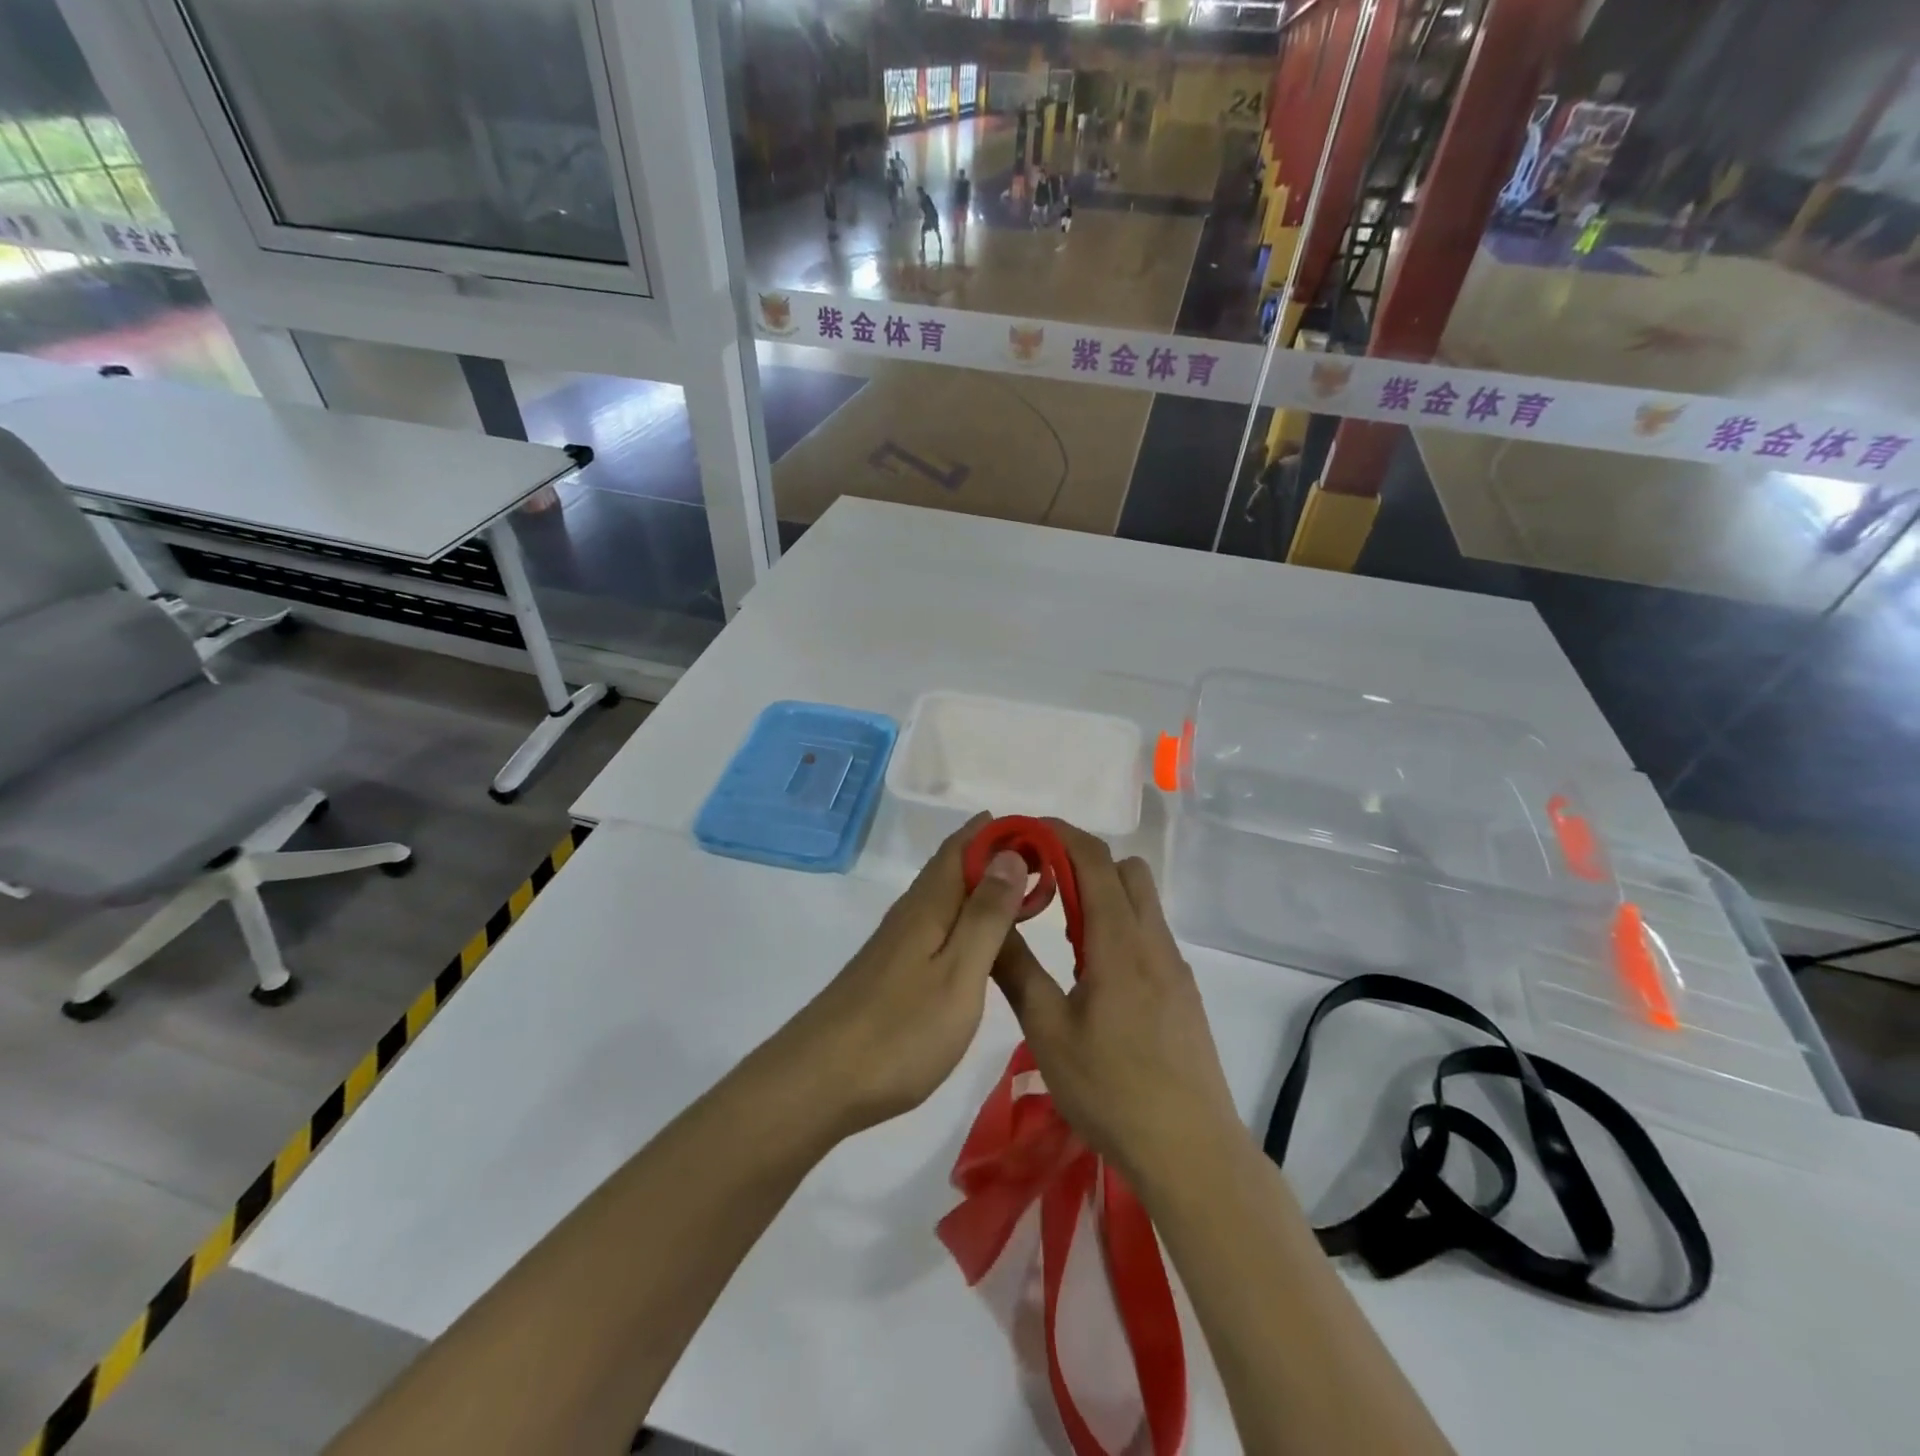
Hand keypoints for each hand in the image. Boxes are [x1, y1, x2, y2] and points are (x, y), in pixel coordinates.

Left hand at [780, 814, 1028, 1138]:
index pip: (963, 847)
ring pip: (943, 896)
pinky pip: (936, 924)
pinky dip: (964, 917)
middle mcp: (910, 914)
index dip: (998, 832)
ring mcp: (896, 943)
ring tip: (1021, 893)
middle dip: (992, 854)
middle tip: (1043, 860)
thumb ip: (986, 916)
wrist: (819, 1082)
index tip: (1040, 830)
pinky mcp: (890, 971)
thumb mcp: (959, 973)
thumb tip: (1010, 854)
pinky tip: (976, 940)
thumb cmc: (900, 1030)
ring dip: (979, 885)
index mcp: (929, 906)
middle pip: (951, 867)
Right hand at [990, 821, 1243, 1189]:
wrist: (1191, 1150)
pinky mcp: (1182, 991)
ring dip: (1102, 895)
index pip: (1094, 859)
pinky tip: (1094, 973)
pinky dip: (1119, 926)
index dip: (1059, 834)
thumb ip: (1017, 971)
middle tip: (1042, 885)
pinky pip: (1149, 934)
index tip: (1024, 833)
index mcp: (1119, 942)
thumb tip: (989, 922)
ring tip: (1063, 932)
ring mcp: (1173, 966)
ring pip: (1141, 901)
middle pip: (1126, 869)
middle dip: (1082, 860)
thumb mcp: (1048, 1032)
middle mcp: (1152, 941)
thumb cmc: (1111, 1090)